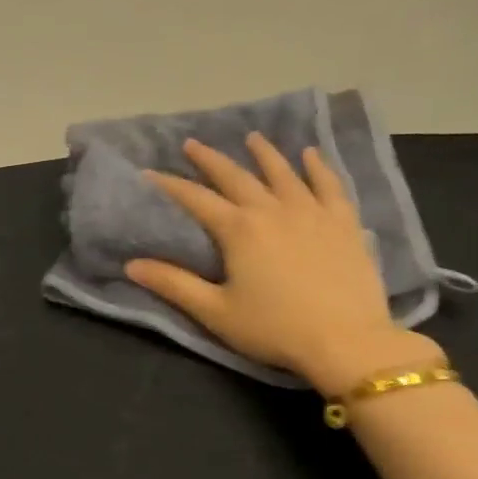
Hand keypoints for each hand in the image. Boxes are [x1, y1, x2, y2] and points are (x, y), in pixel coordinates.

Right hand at [124, 134, 439, 394]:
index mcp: (239, 230)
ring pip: (284, 173)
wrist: (346, 340)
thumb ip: (173, 284)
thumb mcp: (215, 311)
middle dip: (211, 160)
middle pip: (237, 177)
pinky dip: (317, 167)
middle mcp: (273, 210)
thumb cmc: (273, 328)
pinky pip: (329, 185)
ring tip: (252, 138)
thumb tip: (132, 265)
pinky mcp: (343, 222)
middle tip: (192, 144)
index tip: (149, 173)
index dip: (170, 185)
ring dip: (264, 154)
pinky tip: (311, 155)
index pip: (196, 199)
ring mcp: (312, 212)